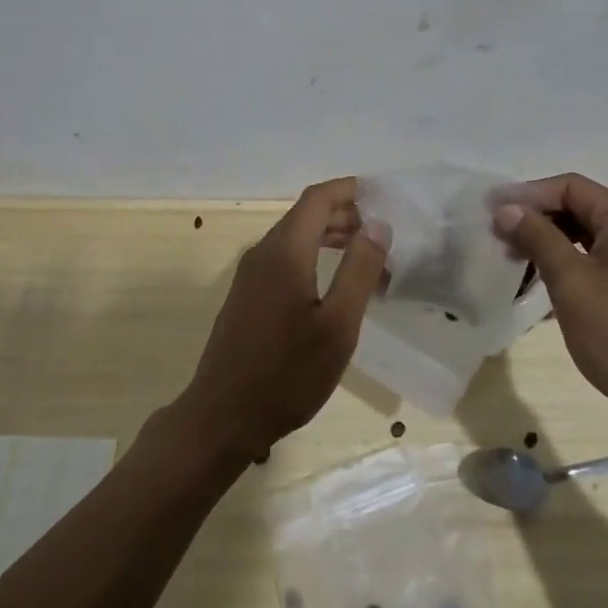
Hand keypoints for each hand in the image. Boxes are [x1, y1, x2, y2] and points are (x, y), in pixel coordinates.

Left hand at [177, 178, 390, 460]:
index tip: (383, 197)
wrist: (222, 417)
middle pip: (307, 214)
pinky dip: (314, 256)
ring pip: (296, 236)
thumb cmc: (287, 374)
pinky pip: (285, 258)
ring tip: (368, 260)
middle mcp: (264, 251)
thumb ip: (359, 269)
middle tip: (385, 235)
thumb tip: (378, 224)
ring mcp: (250, 273)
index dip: (350, 190)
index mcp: (285, 250)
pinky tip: (334, 286)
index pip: (318, 198)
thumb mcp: (337, 325)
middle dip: (347, 215)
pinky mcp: (247, 294)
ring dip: (332, 238)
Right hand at [491, 174, 607, 440]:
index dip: (528, 194)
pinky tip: (541, 282)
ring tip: (513, 258)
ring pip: (585, 234)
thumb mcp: (571, 282)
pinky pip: (596, 258)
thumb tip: (507, 208)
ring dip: (548, 241)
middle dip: (536, 217)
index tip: (492, 211)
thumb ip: (538, 238)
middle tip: (498, 236)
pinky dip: (567, 262)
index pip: (569, 187)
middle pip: (578, 206)